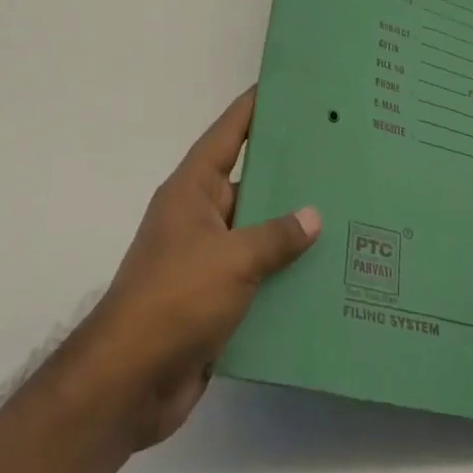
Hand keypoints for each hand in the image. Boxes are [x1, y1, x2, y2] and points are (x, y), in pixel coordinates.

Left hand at [74, 86, 319, 449]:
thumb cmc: (176, 299)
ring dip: (291, 230)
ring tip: (345, 214)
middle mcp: (199, 217)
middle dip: (289, 173)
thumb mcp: (232, 259)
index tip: (287, 88)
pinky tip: (324, 274)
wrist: (128, 383)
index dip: (254, 108)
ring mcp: (206, 260)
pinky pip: (256, 276)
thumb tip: (312, 216)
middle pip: (249, 183)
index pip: (228, 134)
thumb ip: (275, 236)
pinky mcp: (214, 301)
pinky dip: (284, 275)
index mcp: (193, 190)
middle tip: (337, 156)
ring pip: (256, 233)